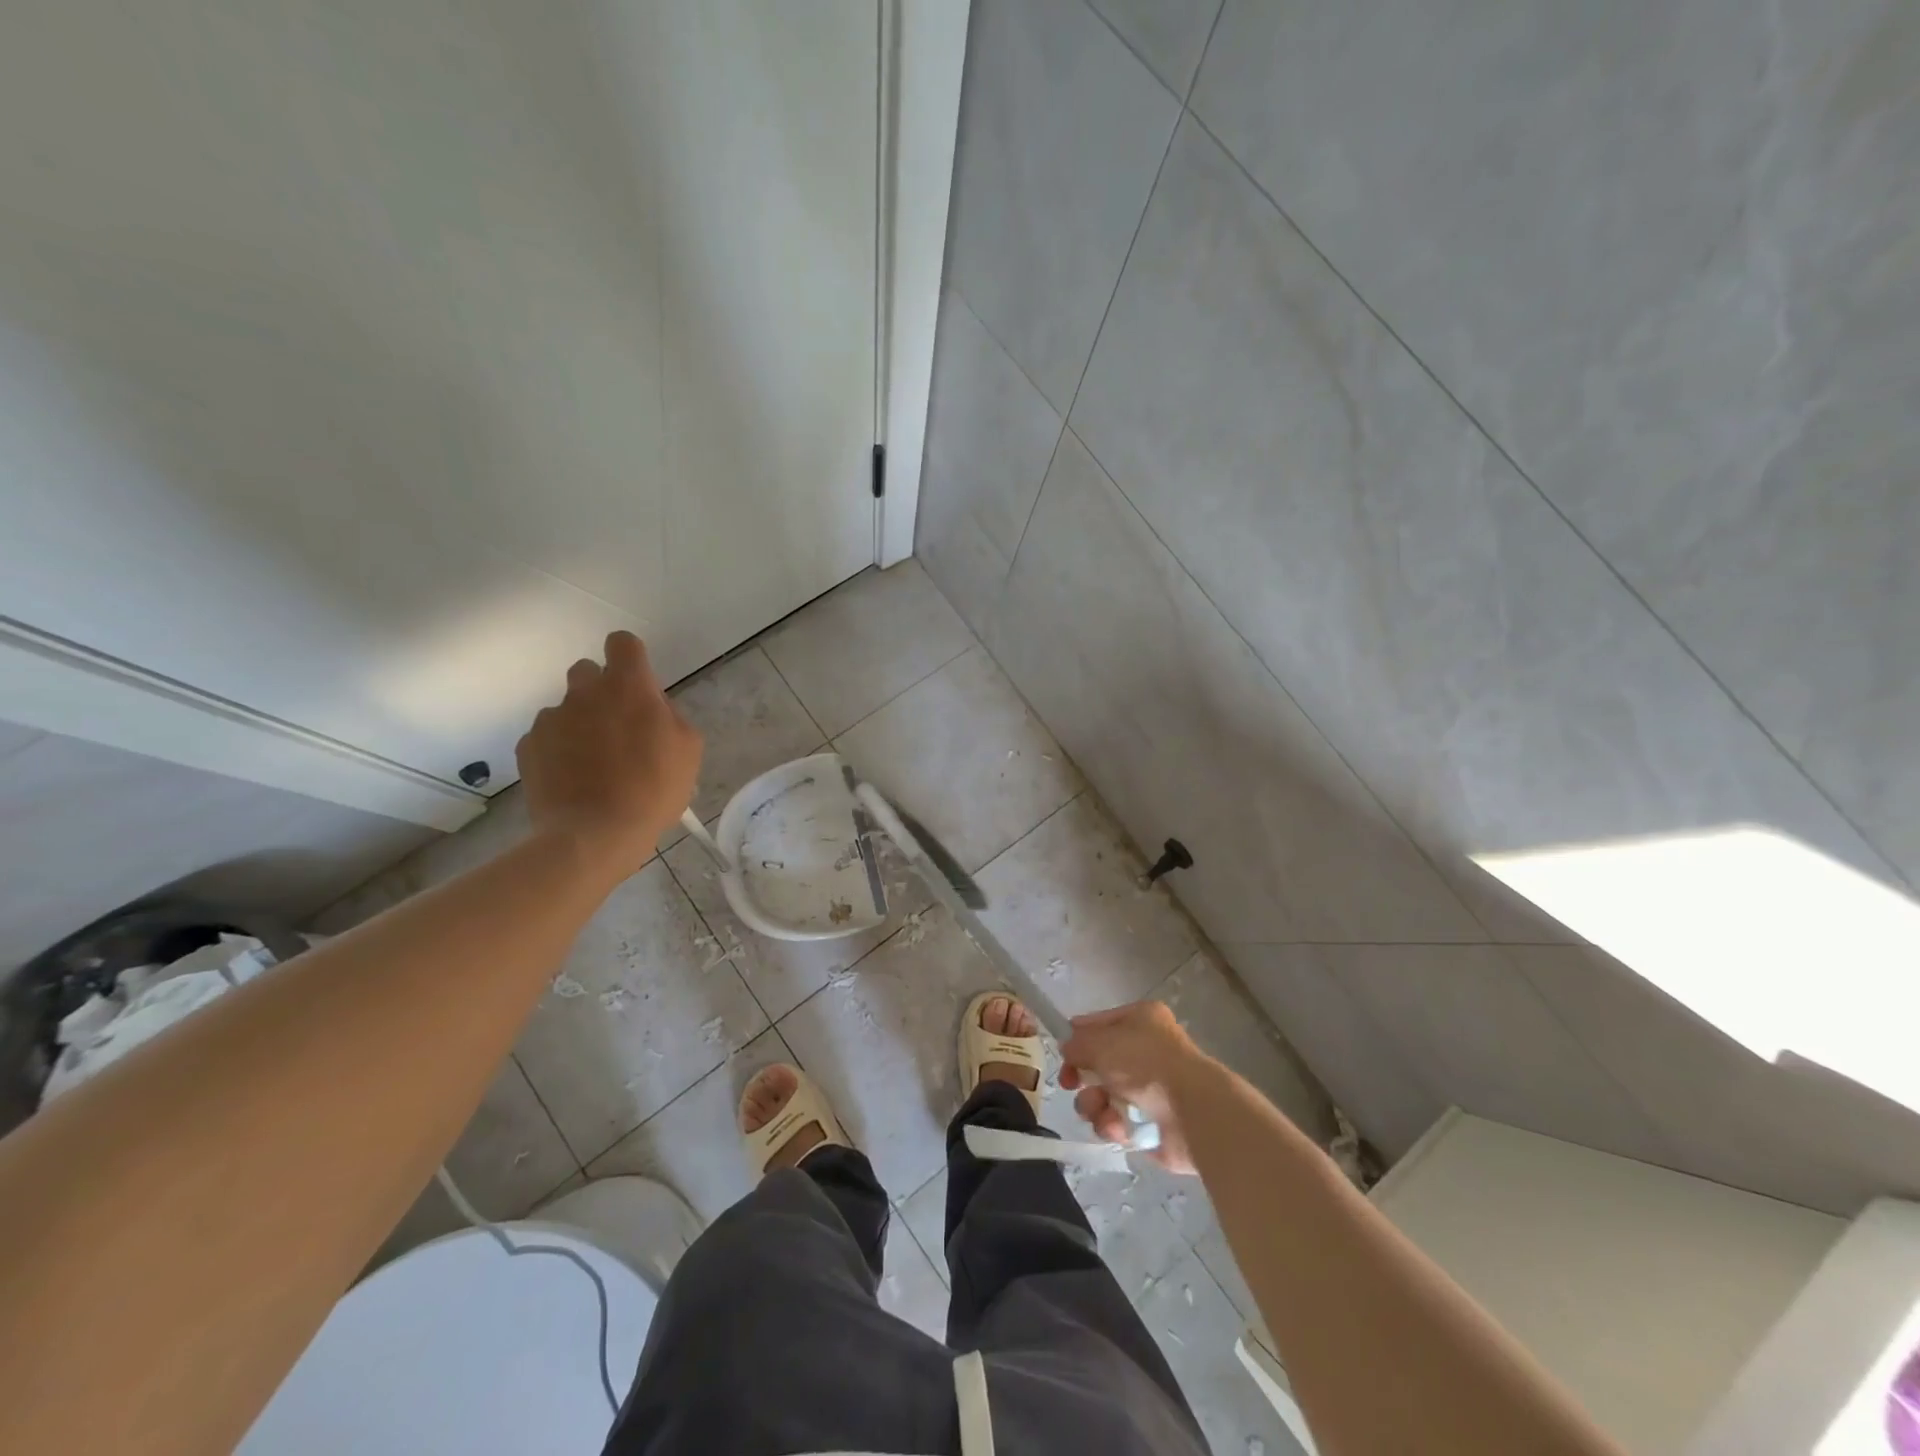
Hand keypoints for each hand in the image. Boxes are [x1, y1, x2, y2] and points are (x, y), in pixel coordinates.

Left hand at [516, 631, 701, 879]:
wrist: (594, 835)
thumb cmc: (653, 790)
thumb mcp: (688, 751)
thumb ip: (670, 717)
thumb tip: (653, 710)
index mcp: (629, 687)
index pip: (622, 643)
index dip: (630, 658)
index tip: (638, 684)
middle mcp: (585, 692)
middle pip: (588, 671)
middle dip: (601, 691)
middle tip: (618, 727)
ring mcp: (551, 719)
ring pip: (567, 708)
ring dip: (580, 724)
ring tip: (595, 764)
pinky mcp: (528, 746)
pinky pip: (547, 737)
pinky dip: (559, 751)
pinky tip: (574, 780)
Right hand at [1059, 1000, 1214, 1174]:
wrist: (1191, 1111)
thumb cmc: (1145, 1063)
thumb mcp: (1100, 1043)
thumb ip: (1077, 1044)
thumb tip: (1068, 1049)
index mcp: (1142, 1020)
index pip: (1101, 1023)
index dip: (1079, 1037)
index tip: (1063, 1053)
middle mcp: (1146, 1051)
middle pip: (1098, 1064)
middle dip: (1082, 1078)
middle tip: (1071, 1084)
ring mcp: (1149, 1090)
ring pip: (1103, 1096)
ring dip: (1094, 1104)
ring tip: (1101, 1109)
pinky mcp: (1150, 1124)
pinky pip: (1116, 1122)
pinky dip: (1112, 1125)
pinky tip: (1117, 1127)